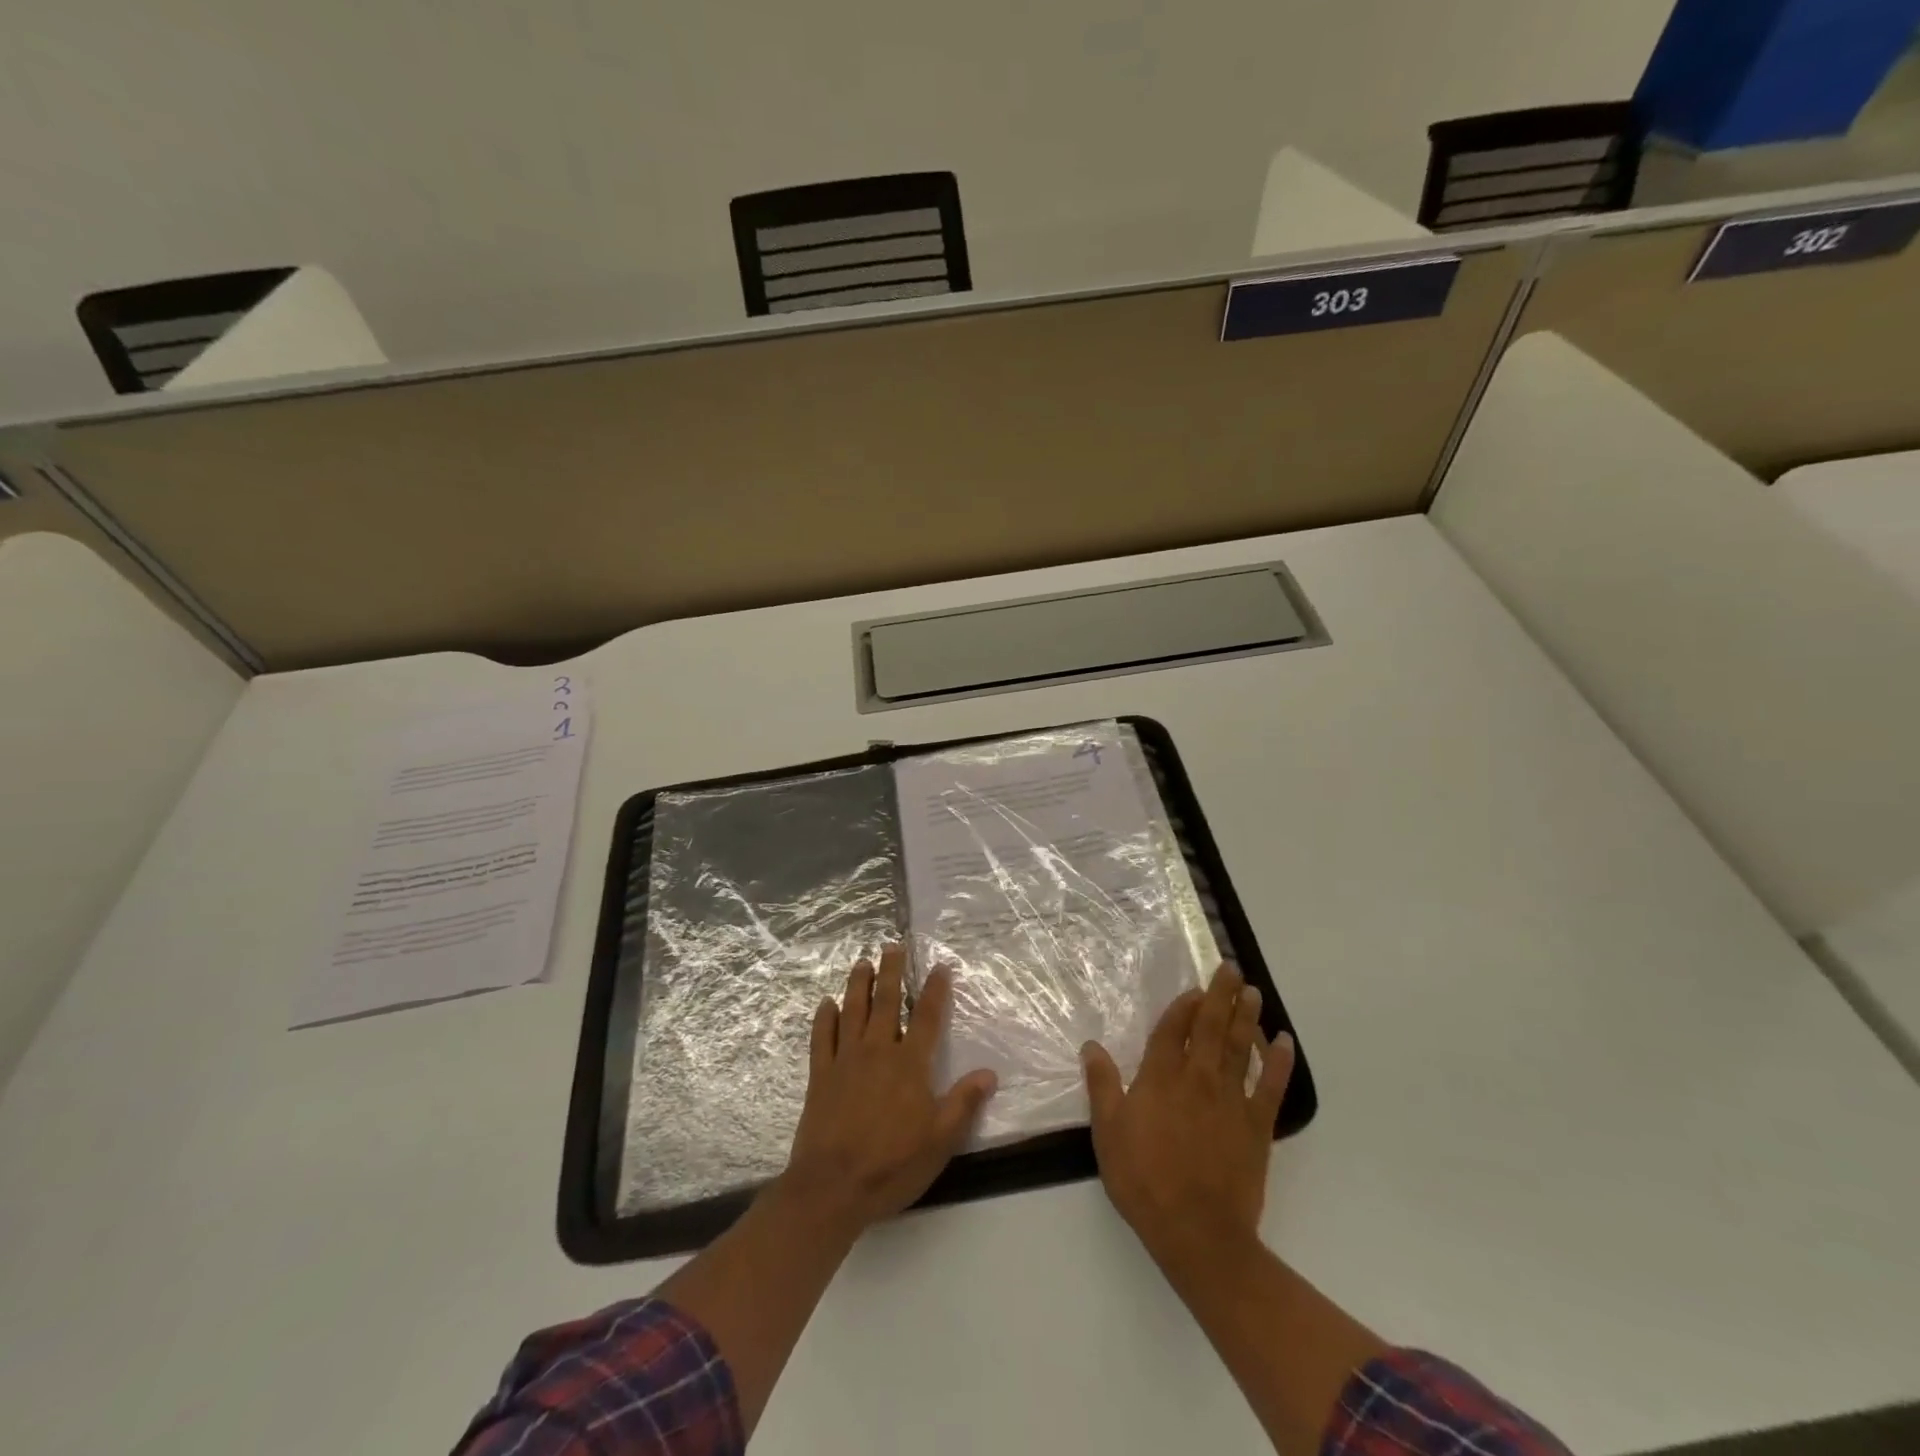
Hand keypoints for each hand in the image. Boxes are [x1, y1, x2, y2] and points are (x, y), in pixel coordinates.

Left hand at [780, 945, 997, 1238]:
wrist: (832, 1187)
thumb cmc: (892, 1165)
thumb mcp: (940, 1141)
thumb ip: (964, 1103)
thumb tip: (989, 1073)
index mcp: (910, 1064)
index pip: (928, 1018)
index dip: (936, 990)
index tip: (940, 966)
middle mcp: (878, 1050)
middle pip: (887, 1002)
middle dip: (892, 971)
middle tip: (892, 945)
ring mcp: (846, 1059)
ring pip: (853, 1010)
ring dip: (858, 984)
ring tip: (862, 962)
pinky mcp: (820, 1074)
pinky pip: (822, 1037)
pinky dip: (824, 1017)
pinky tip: (826, 1004)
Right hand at [1081, 963, 1293, 1271]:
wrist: (1198, 1232)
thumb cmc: (1144, 1180)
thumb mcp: (1108, 1133)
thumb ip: (1102, 1086)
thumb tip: (1091, 1046)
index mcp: (1161, 1077)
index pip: (1174, 1029)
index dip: (1184, 1005)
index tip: (1193, 987)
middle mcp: (1198, 1078)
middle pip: (1212, 1027)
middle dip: (1221, 995)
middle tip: (1231, 968)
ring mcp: (1231, 1100)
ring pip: (1241, 1047)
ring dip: (1247, 1017)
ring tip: (1254, 992)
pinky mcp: (1257, 1126)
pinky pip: (1271, 1086)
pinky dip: (1278, 1062)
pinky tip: (1285, 1043)